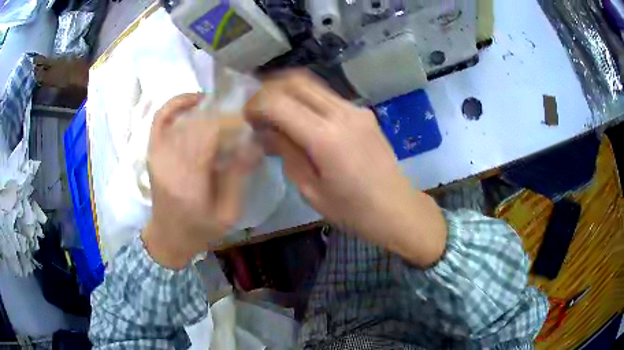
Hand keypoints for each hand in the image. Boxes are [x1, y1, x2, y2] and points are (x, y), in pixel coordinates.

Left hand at [142, 94, 247, 269]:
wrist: (168, 237)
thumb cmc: (200, 229)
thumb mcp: (228, 213)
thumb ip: (238, 176)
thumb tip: (253, 143)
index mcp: (188, 180)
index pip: (208, 133)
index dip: (230, 123)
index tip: (247, 126)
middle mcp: (168, 161)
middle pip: (197, 122)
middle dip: (222, 117)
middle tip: (239, 122)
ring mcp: (157, 152)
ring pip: (183, 117)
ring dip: (206, 110)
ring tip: (223, 113)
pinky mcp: (152, 149)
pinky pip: (161, 117)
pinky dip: (176, 104)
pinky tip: (195, 101)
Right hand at [245, 71, 446, 266]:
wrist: (396, 208)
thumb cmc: (352, 210)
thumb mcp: (310, 190)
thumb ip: (287, 153)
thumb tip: (267, 131)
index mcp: (325, 138)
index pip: (278, 102)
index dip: (256, 105)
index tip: (247, 119)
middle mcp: (341, 114)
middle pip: (295, 82)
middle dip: (269, 90)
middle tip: (258, 111)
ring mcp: (356, 110)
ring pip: (312, 84)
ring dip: (288, 92)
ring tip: (276, 113)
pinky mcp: (364, 113)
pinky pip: (327, 96)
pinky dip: (307, 100)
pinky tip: (302, 119)